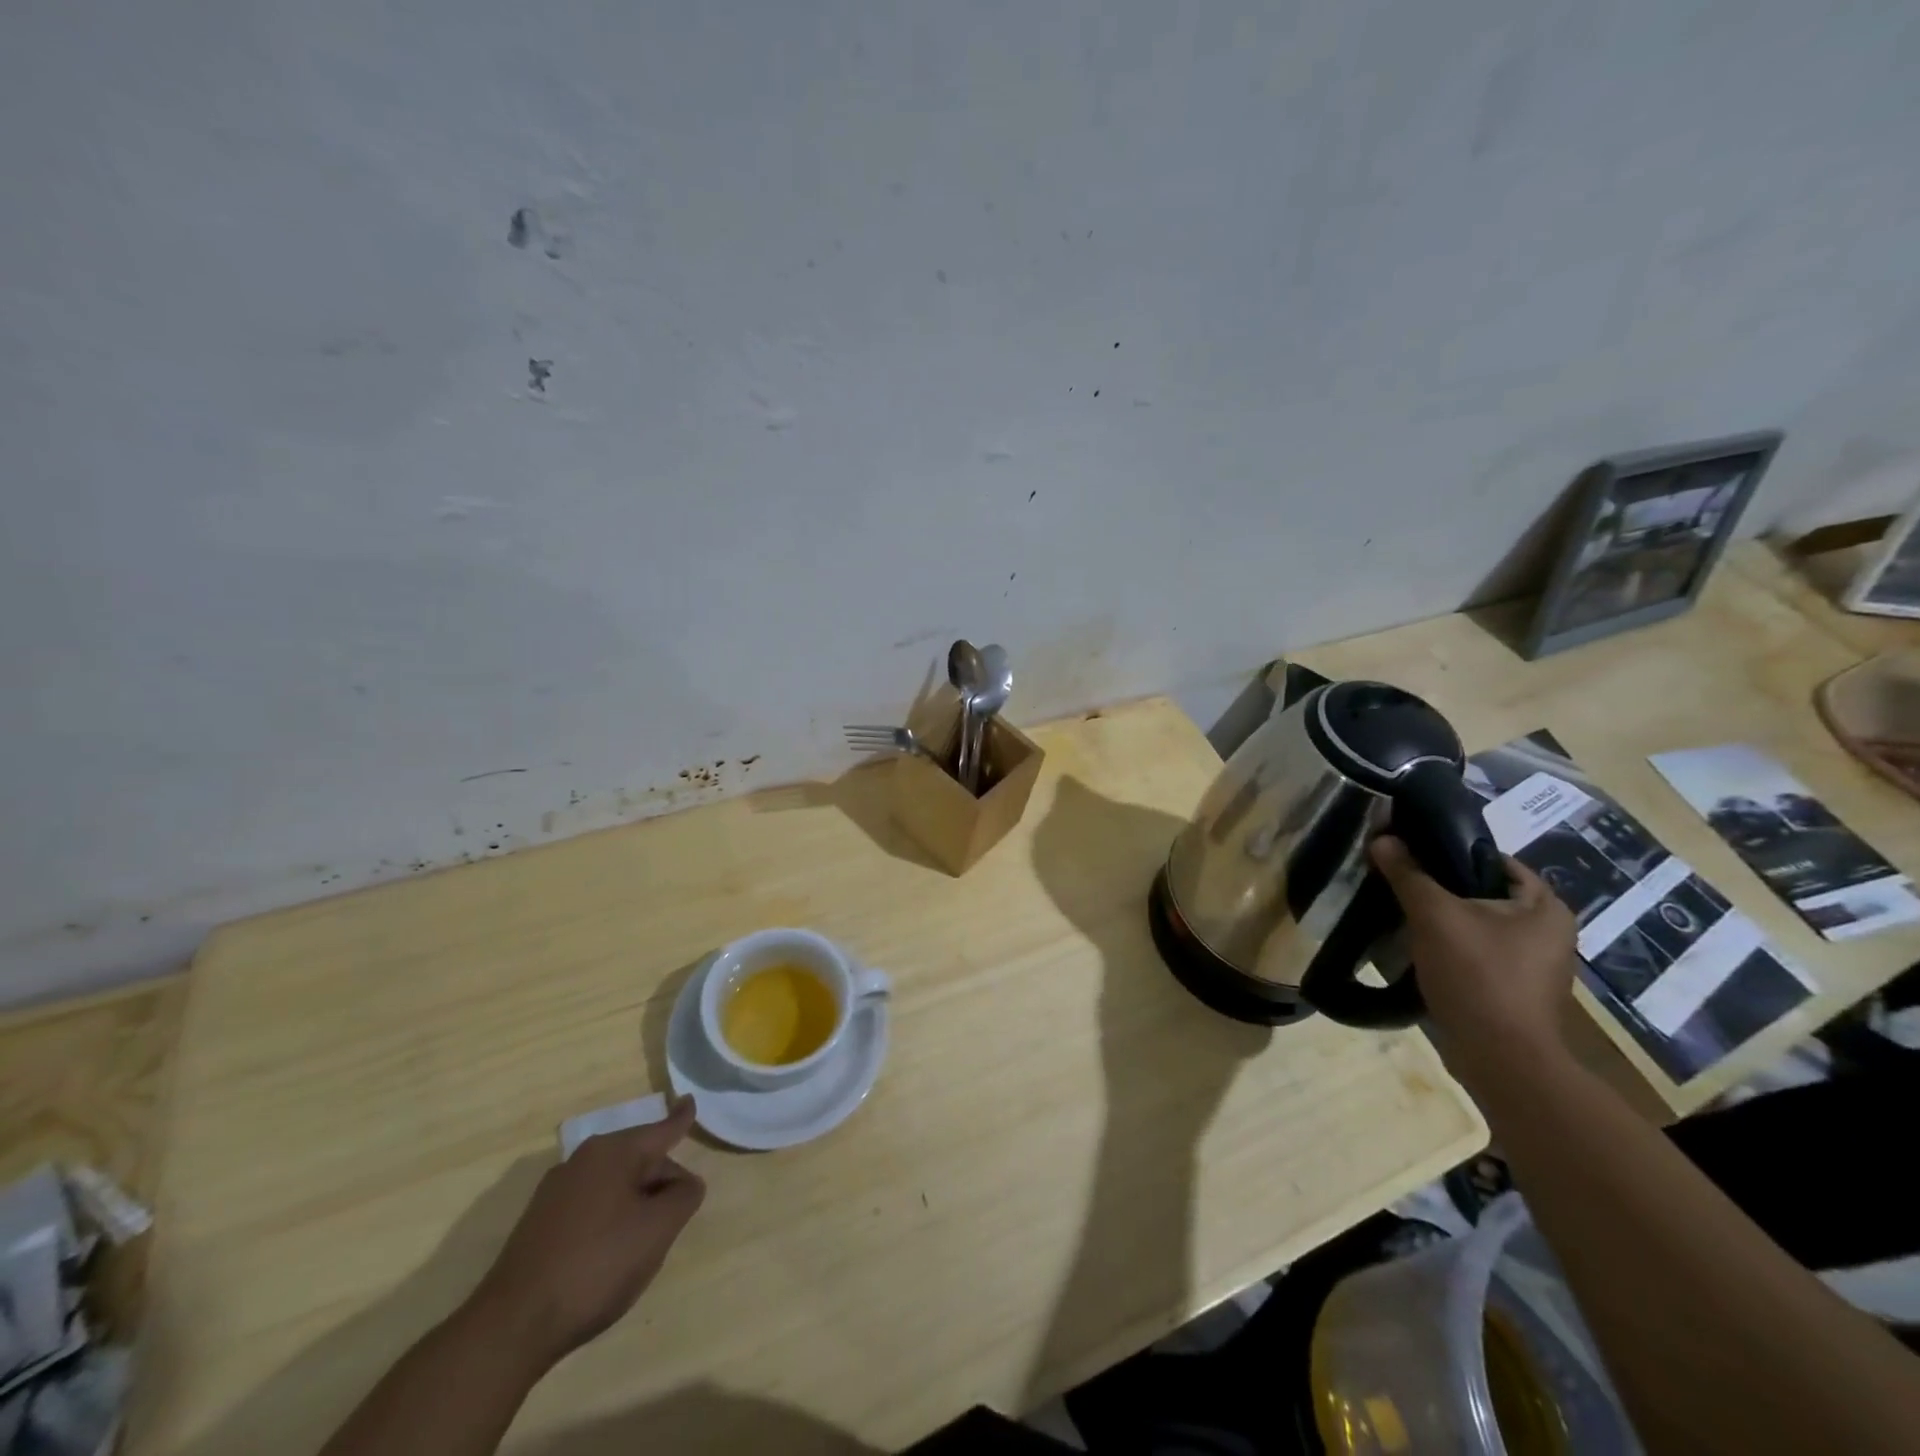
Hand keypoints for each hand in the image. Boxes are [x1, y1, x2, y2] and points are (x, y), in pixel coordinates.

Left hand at [472, 1095, 705, 1367]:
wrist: (511, 1327)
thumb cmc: (596, 1266)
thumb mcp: (657, 1230)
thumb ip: (683, 1196)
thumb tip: (685, 1183)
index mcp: (613, 1152)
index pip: (659, 1130)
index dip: (680, 1119)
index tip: (690, 1100)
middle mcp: (582, 1160)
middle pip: (639, 1160)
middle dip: (661, 1183)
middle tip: (673, 1218)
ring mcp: (555, 1193)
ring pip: (614, 1186)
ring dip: (635, 1206)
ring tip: (641, 1245)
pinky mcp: (538, 1225)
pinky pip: (590, 1207)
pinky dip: (609, 1221)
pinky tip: (607, 1258)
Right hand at [1369, 835, 1578, 1082]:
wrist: (1500, 1059)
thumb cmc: (1478, 975)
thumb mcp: (1435, 916)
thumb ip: (1408, 874)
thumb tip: (1382, 838)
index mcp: (1546, 907)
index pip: (1495, 860)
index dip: (1450, 850)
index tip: (1410, 851)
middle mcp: (1548, 932)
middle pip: (1483, 892)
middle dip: (1441, 886)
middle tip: (1400, 880)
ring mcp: (1533, 965)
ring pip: (1478, 924)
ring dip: (1443, 918)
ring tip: (1402, 911)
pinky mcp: (1514, 990)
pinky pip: (1477, 952)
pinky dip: (1450, 946)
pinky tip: (1419, 948)